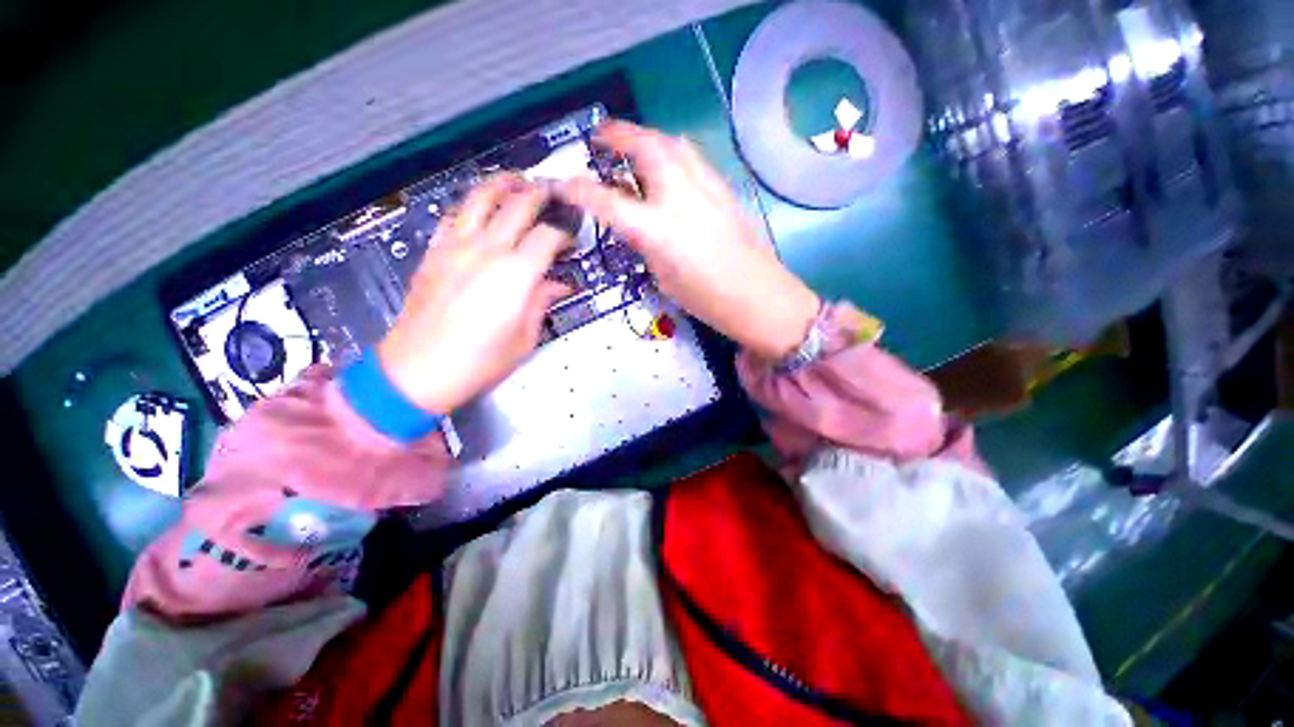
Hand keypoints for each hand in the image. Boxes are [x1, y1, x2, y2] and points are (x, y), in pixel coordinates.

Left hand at [378, 175, 571, 412]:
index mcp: (516, 274)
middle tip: (553, 194)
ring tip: (518, 182)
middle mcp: (486, 250)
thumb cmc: (478, 361)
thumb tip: (557, 286)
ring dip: (503, 185)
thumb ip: (542, 303)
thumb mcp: (524, 338)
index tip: (570, 243)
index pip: (548, 235)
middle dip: (540, 195)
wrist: (417, 370)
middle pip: (518, 204)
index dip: (565, 234)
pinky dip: (472, 205)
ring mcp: (456, 246)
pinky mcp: (434, 251)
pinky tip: (481, 209)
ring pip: (481, 197)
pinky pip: (454, 215)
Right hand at [559, 121, 819, 359]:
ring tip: (632, 147)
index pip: (607, 201)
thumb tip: (639, 224)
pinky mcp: (723, 188)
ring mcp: (705, 188)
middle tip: (600, 138)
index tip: (561, 184)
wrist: (759, 298)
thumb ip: (646, 244)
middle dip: (617, 134)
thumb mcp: (663, 276)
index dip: (579, 190)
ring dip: (646, 137)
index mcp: (658, 230)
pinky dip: (672, 152)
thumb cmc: (708, 300)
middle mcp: (679, 198)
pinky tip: (668, 166)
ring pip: (671, 142)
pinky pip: (692, 157)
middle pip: (644, 146)